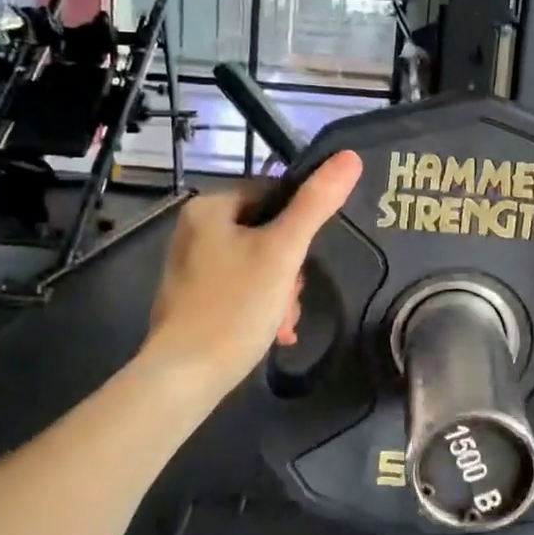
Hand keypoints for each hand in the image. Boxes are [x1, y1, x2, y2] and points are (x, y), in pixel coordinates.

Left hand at [141, 152, 363, 402]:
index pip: (273, 195)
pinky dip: (260, 306)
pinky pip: (239, 288)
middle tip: (292, 301)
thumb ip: (316, 204)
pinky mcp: (192, 299)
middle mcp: (194, 230)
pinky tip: (272, 333)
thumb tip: (349, 156)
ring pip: (257, 264)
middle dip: (289, 271)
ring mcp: (191, 266)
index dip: (299, 226)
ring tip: (283, 325)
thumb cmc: (234, 307)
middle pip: (267, 233)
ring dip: (280, 292)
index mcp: (209, 208)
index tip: (306, 262)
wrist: (184, 377)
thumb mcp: (283, 252)